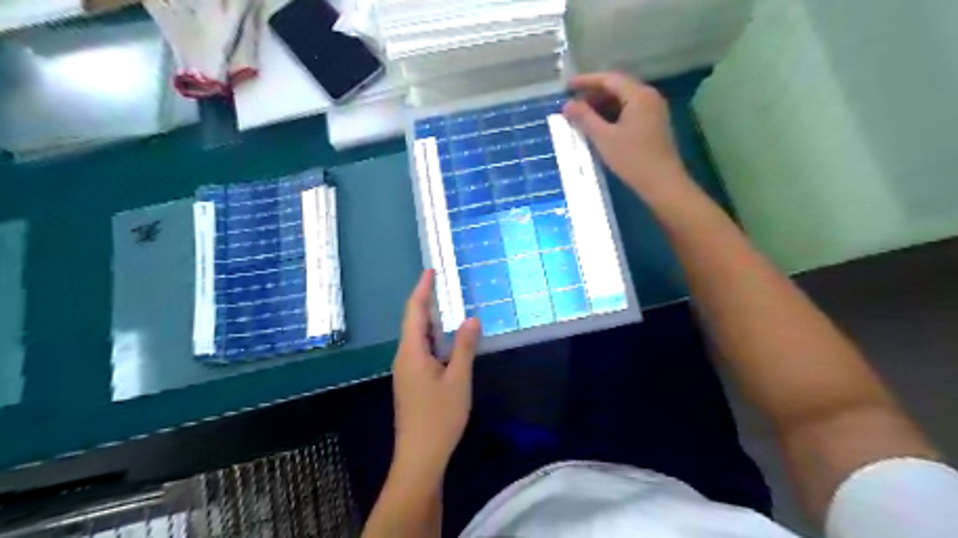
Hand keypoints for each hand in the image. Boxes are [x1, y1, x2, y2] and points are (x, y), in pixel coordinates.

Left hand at [391, 270, 482, 476]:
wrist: (420, 456)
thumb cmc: (439, 417)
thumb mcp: (458, 379)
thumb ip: (464, 347)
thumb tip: (471, 319)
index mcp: (411, 352)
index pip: (414, 312)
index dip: (422, 289)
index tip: (430, 271)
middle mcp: (404, 357)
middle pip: (413, 322)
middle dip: (426, 301)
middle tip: (441, 284)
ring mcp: (406, 370)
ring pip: (416, 337)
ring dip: (430, 320)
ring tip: (445, 305)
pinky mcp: (412, 381)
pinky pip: (421, 350)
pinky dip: (433, 337)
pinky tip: (445, 339)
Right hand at [564, 73, 692, 200]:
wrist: (662, 183)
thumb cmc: (632, 159)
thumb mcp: (604, 138)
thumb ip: (585, 118)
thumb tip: (567, 104)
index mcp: (639, 95)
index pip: (609, 79)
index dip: (586, 81)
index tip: (566, 86)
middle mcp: (649, 97)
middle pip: (617, 88)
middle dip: (593, 94)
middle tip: (572, 103)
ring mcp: (653, 111)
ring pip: (623, 101)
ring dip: (602, 106)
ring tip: (581, 116)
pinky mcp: (653, 125)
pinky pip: (629, 112)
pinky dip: (612, 115)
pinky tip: (599, 127)